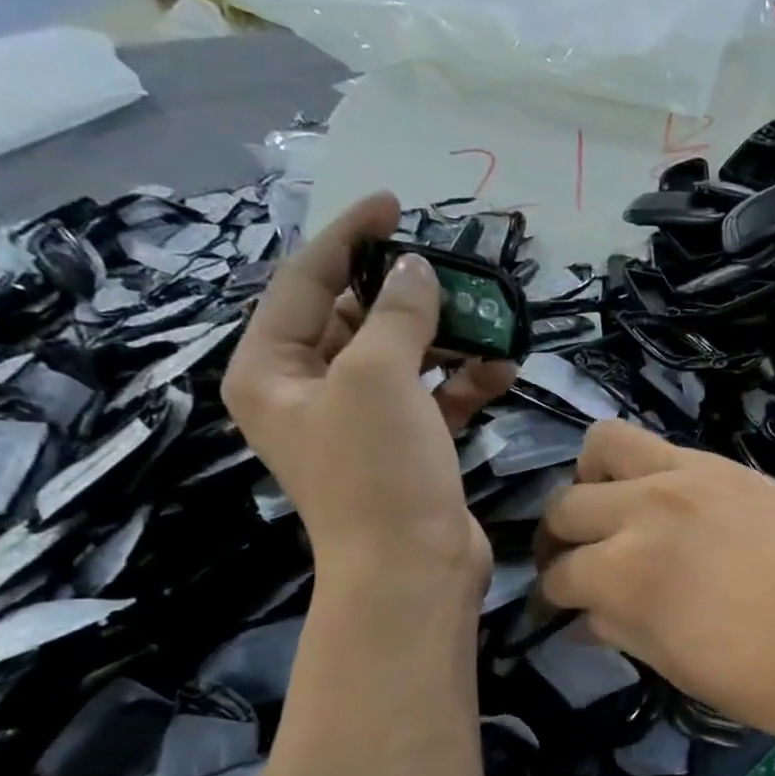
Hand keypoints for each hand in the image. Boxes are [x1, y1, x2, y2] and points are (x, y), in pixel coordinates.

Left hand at [222, 193, 516, 592]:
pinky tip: (502, 366)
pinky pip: (432, 398)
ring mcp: (361, 424)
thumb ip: (396, 314)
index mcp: (271, 370)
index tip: (394, 205)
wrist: (414, 570)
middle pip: (355, 319)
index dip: (349, 238)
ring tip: (489, 318)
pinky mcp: (407, 449)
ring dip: (445, 339)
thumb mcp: (377, 377)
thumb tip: (417, 270)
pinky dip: (463, 381)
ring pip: (402, 359)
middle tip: (453, 269)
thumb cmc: (378, 471)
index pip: (304, 282)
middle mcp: (309, 393)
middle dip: (407, 295)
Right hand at [535, 421, 774, 753]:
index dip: (552, 597)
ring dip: (594, 481)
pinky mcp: (737, 469)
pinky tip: (673, 510)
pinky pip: (669, 451)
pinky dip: (650, 474)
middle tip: (578, 566)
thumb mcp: (676, 666)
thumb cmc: (768, 683)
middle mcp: (648, 508)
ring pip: (607, 446)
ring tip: (615, 516)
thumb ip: (619, 628)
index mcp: (625, 571)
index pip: (561, 574)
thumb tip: (583, 615)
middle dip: (559, 540)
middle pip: (569, 505)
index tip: (558, 610)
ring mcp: (695, 477)